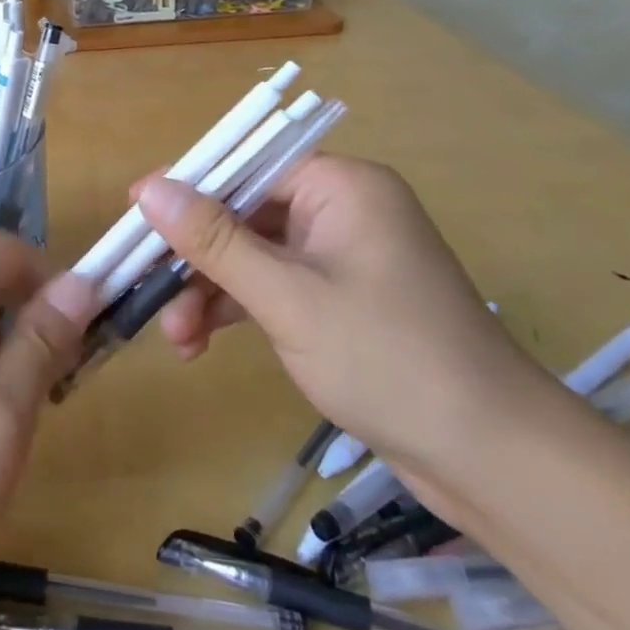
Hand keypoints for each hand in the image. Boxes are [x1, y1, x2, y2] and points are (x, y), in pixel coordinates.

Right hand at [135, 157, 556, 484]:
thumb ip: (214, 241)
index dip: (188, 193)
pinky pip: (275, 286)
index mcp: (341, 186)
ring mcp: (344, 257)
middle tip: (151, 297)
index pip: (247, 168)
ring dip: (211, 291)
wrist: (494, 462)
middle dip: (197, 259)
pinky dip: (239, 309)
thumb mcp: (287, 298)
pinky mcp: (343, 299)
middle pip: (245, 214)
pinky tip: (202, 343)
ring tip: (177, 339)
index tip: (135, 223)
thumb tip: (147, 188)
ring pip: (254, 255)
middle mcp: (343, 209)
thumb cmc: (388, 360)